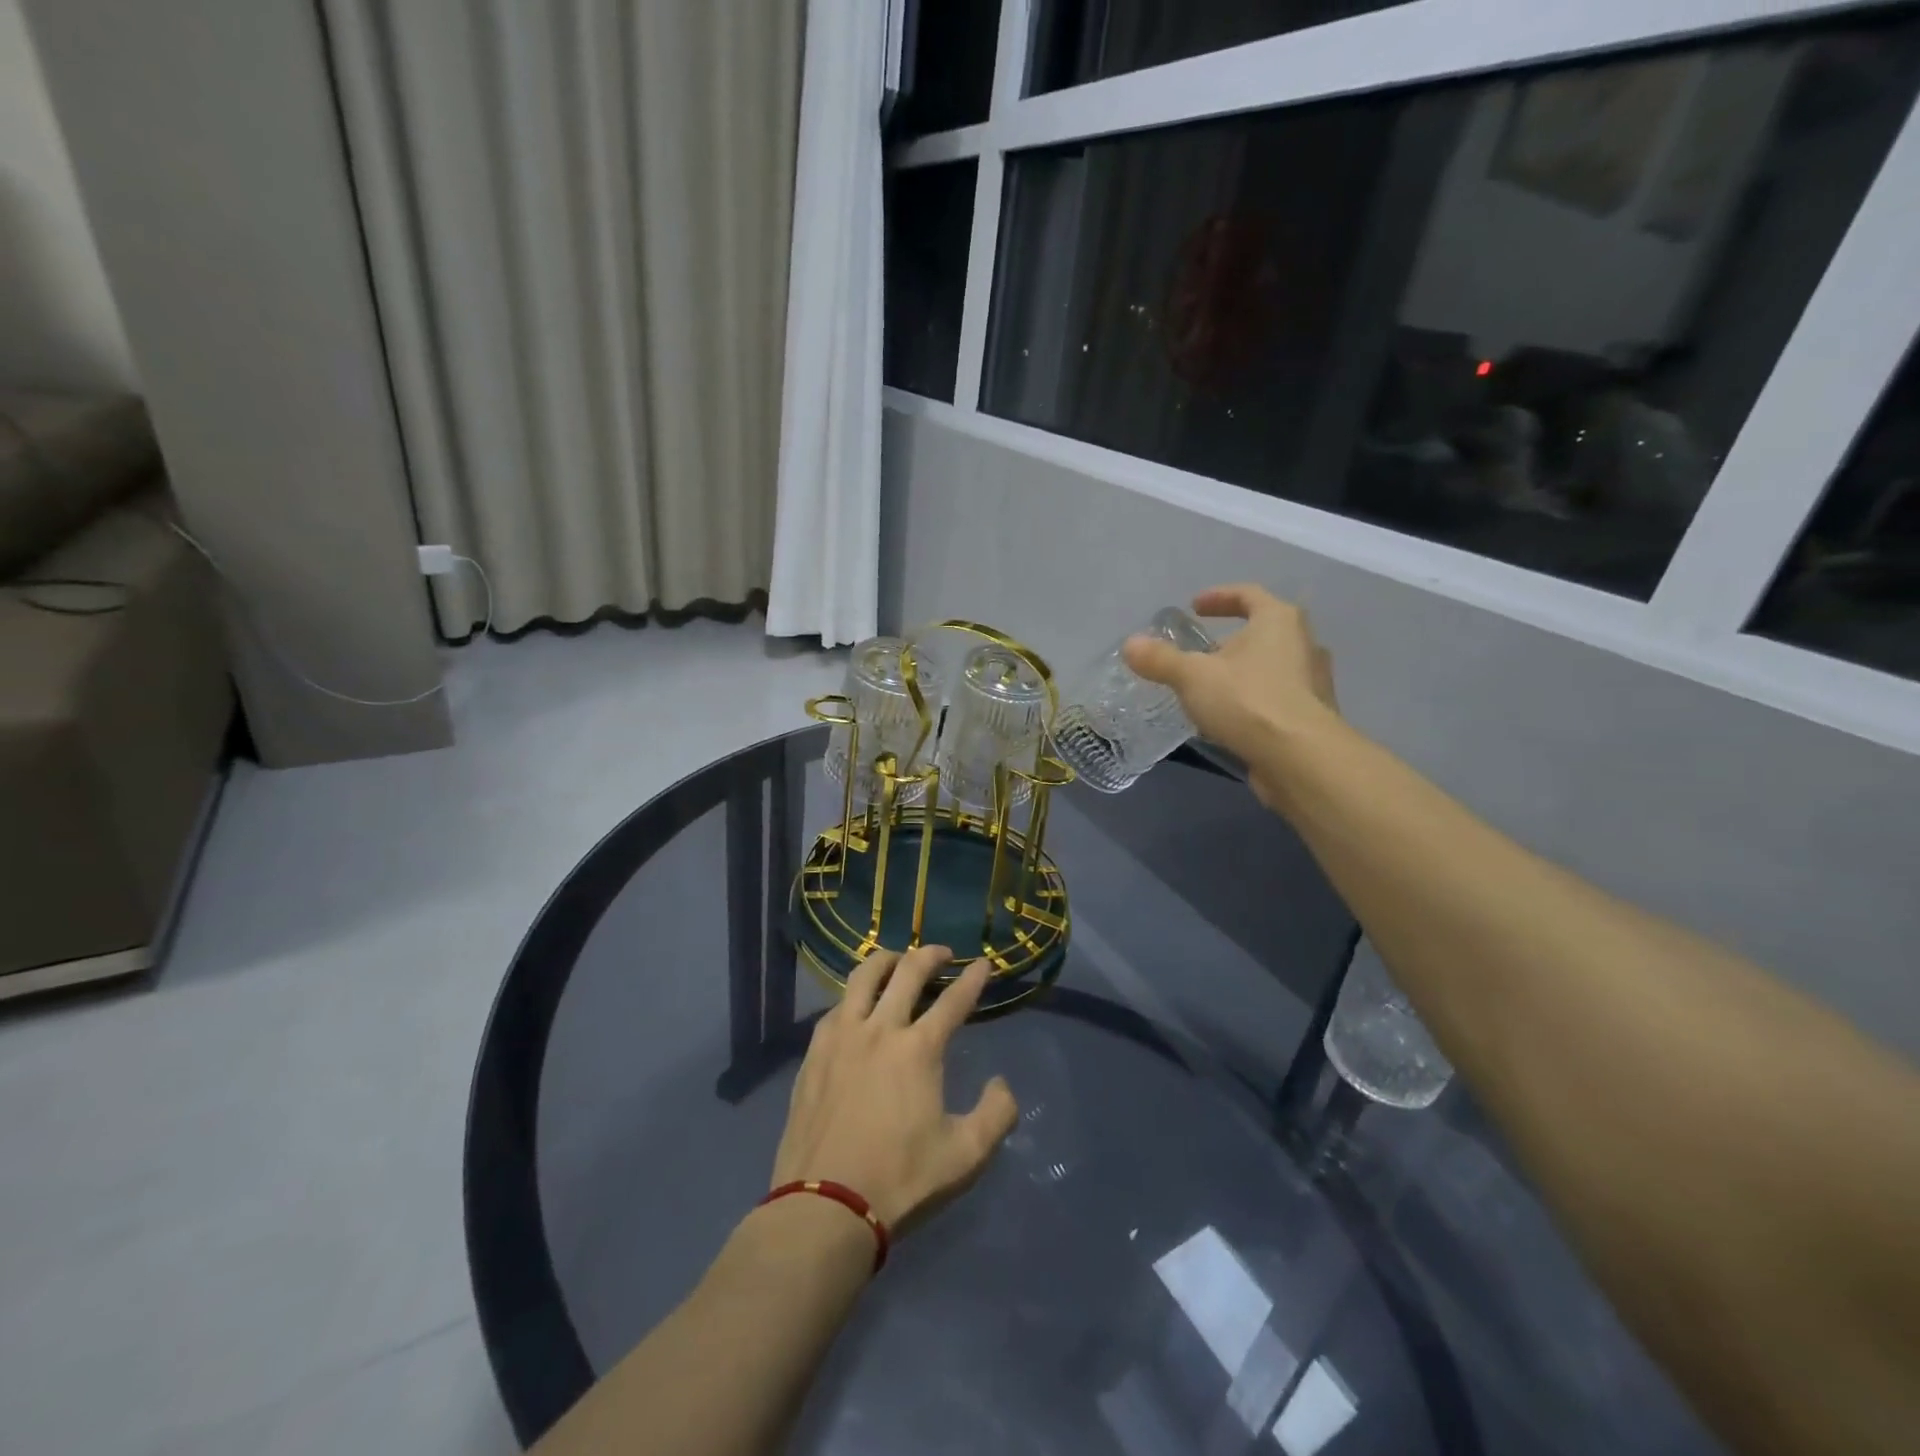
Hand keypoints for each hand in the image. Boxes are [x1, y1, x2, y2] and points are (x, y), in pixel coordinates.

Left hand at [771, 945, 1018, 1233]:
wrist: (824, 1206)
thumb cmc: (900, 1179)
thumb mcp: (965, 1156)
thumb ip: (996, 1115)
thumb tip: (1003, 1084)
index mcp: (918, 1049)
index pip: (954, 1000)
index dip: (973, 979)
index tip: (983, 963)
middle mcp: (879, 1029)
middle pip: (906, 972)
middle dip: (929, 955)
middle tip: (942, 953)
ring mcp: (841, 1038)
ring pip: (862, 977)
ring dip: (885, 961)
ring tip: (897, 961)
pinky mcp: (813, 1054)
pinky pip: (835, 1007)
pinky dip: (854, 996)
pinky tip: (856, 1006)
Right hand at [1122, 583, 1345, 811]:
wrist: (1300, 758)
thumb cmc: (1248, 701)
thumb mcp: (1192, 677)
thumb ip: (1160, 659)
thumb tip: (1130, 644)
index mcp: (1279, 620)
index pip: (1248, 594)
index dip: (1219, 597)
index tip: (1194, 607)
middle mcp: (1303, 643)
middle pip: (1264, 630)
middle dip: (1231, 638)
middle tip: (1202, 651)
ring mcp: (1314, 680)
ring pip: (1273, 665)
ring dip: (1244, 671)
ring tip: (1213, 687)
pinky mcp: (1313, 715)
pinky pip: (1278, 696)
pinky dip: (1254, 699)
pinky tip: (1231, 718)